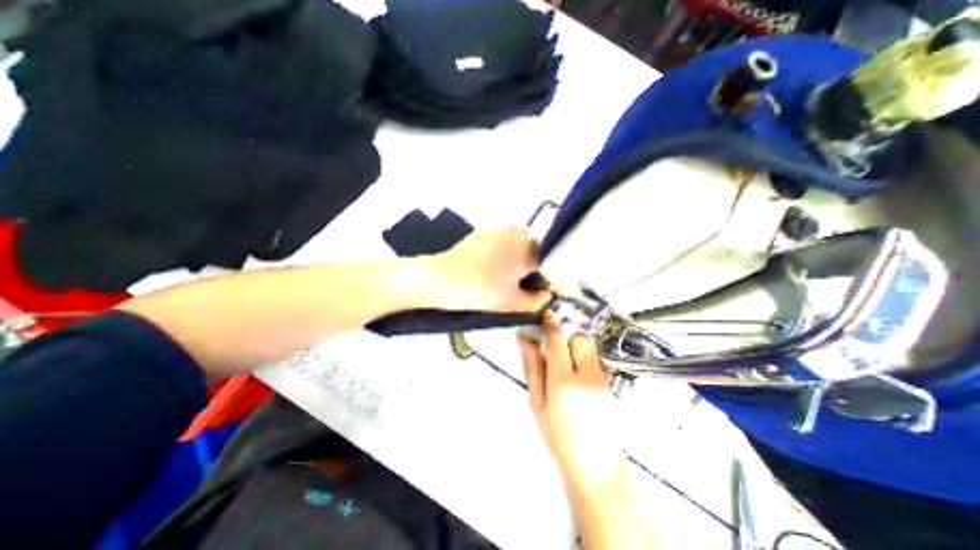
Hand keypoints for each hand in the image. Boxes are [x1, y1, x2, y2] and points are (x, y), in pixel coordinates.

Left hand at [432, 225, 553, 312]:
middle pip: (535, 252)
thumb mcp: (513, 303)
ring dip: (517, 259)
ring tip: (500, 277)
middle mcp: (518, 233)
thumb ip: (538, 300)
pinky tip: (488, 267)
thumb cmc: (481, 292)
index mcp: (529, 249)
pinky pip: (503, 242)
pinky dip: (503, 253)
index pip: (549, 263)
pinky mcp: (484, 231)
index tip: (533, 290)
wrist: (442, 279)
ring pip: (519, 246)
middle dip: (530, 268)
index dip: (543, 279)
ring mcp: (500, 229)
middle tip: (515, 286)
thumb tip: (546, 293)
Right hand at [521, 317, 627, 494]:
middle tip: (559, 352)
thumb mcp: (537, 403)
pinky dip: (588, 361)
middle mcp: (586, 376)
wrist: (595, 465)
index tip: (547, 317)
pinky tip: (582, 380)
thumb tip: (526, 340)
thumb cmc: (558, 435)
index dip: (551, 325)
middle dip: (568, 338)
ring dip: (579, 349)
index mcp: (562, 382)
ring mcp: (603, 380)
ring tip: (570, 367)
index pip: (558, 341)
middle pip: (581, 338)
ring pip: (592, 348)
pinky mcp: (613, 385)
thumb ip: (533, 368)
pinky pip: (599, 361)